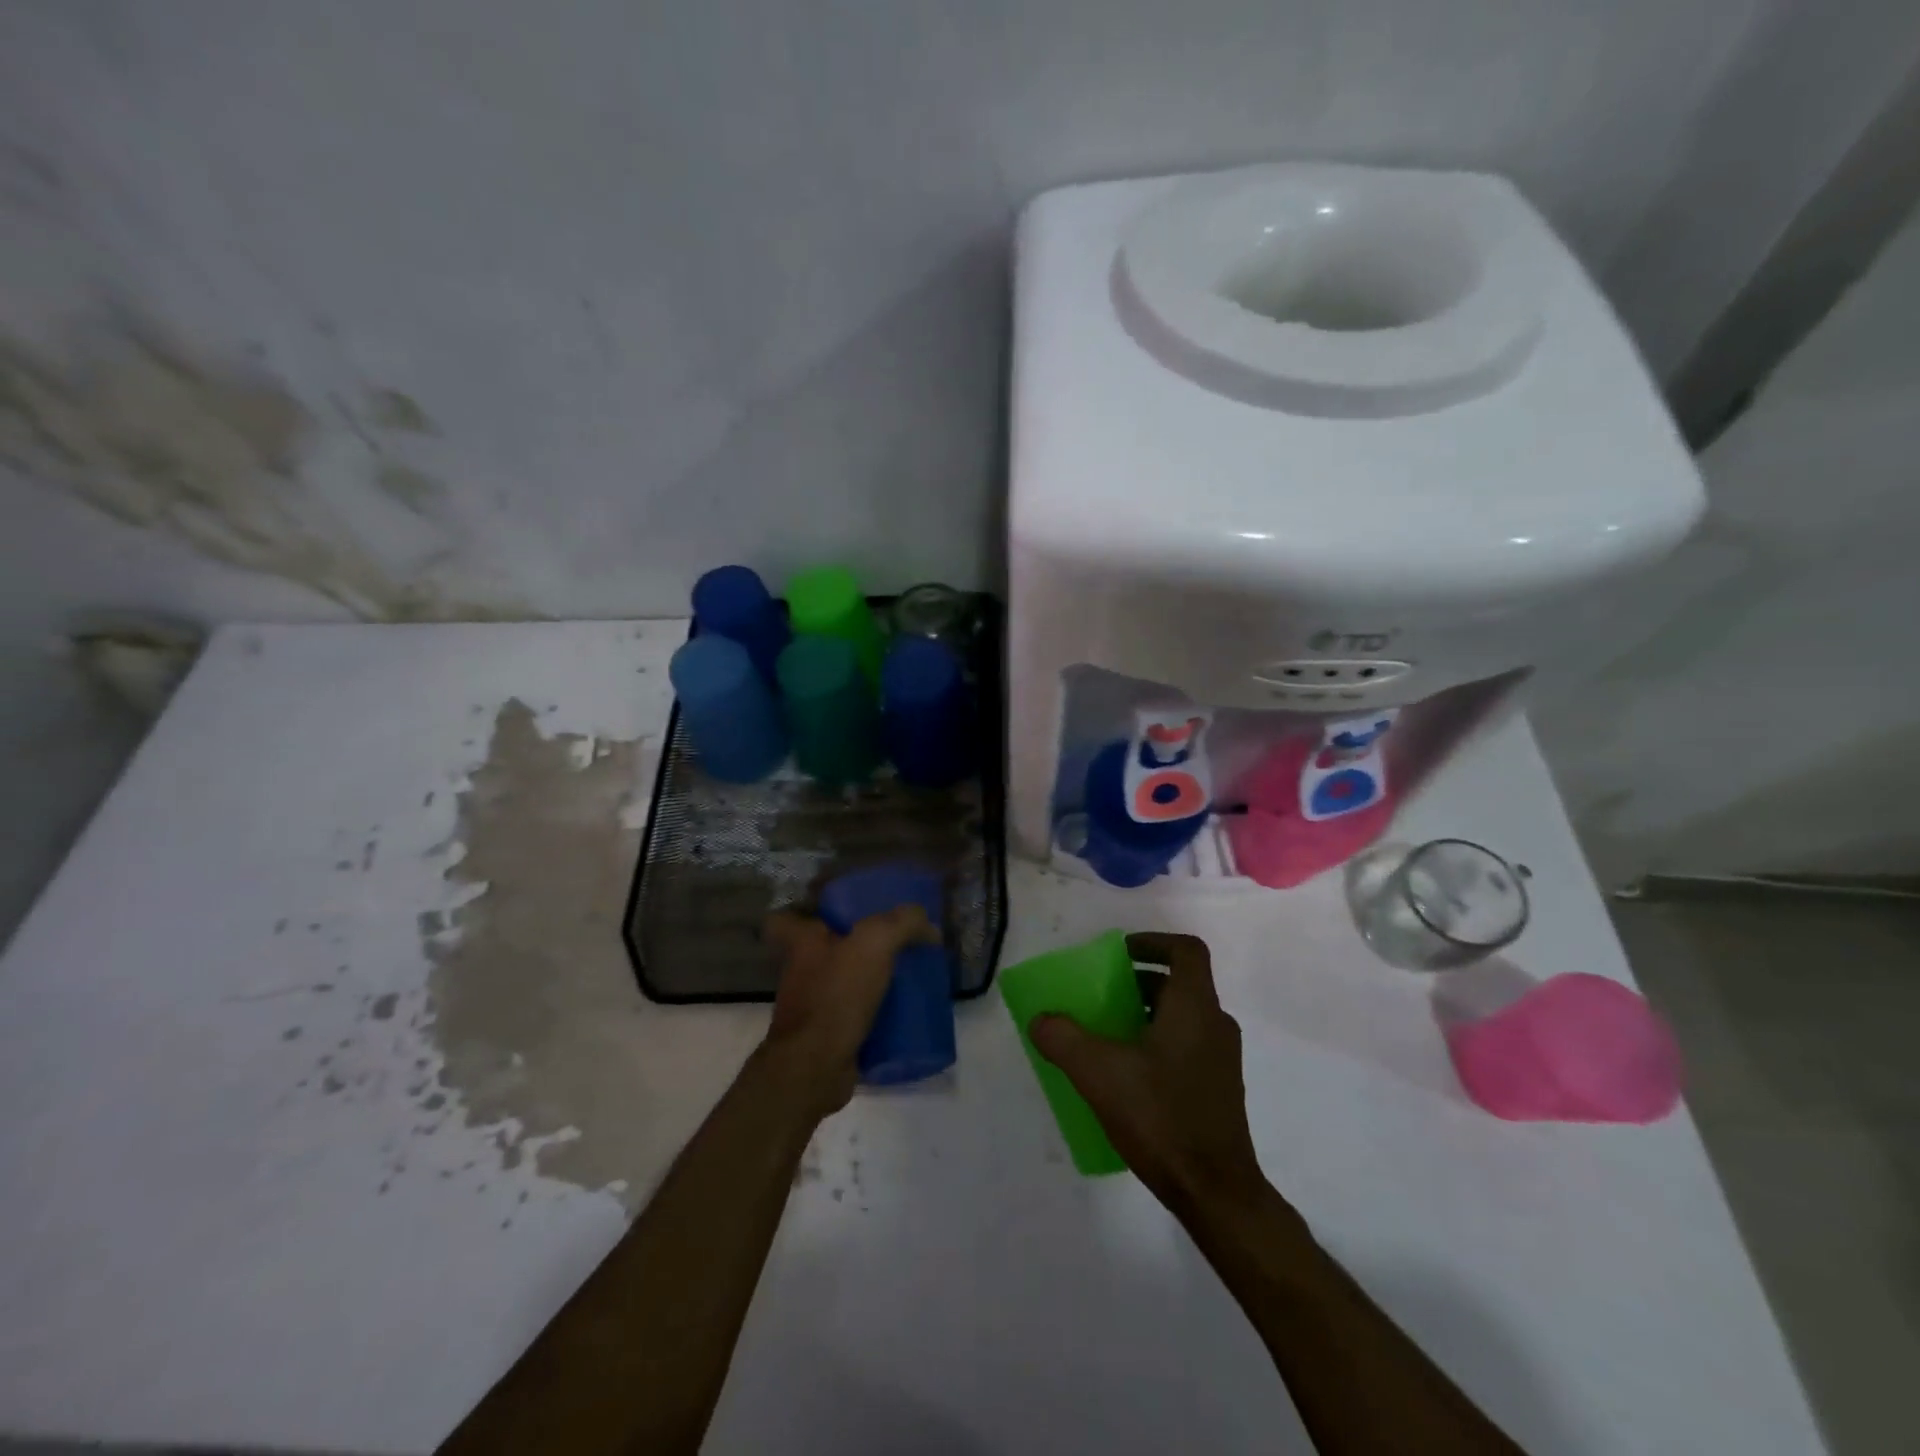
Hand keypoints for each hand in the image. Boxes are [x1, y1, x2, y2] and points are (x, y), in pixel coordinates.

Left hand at [760, 906, 935, 1117]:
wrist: (815, 1068)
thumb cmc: (836, 995)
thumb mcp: (875, 943)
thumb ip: (902, 923)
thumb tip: (929, 925)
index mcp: (802, 943)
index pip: (786, 919)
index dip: (806, 912)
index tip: (836, 913)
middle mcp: (801, 972)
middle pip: (823, 950)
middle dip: (853, 947)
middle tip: (890, 944)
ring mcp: (812, 1007)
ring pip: (842, 983)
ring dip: (868, 981)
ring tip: (906, 977)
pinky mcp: (827, 1037)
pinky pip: (854, 1016)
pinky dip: (875, 1015)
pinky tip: (902, 1013)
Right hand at [1031, 932, 1268, 1216]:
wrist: (1216, 1192)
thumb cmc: (1161, 1117)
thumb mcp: (1099, 1074)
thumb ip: (1064, 1039)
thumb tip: (1041, 1020)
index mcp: (1194, 1007)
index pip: (1185, 950)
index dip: (1153, 941)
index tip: (1121, 952)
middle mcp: (1215, 1024)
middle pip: (1181, 983)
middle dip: (1140, 981)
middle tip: (1105, 993)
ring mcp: (1222, 1059)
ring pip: (1184, 1016)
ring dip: (1148, 1013)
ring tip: (1110, 1034)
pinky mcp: (1220, 1088)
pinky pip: (1188, 1045)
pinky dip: (1160, 1042)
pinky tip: (1130, 1074)